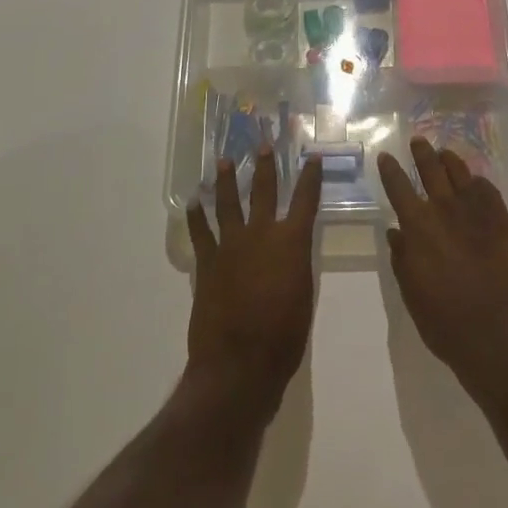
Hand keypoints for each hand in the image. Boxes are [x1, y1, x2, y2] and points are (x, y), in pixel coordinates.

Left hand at [186, 149, 322, 422]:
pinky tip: (194, 201)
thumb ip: (297, 266)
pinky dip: (196, 216)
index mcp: (292, 242)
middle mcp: (262, 234)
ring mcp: (230, 245)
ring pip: (228, 203)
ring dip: (226, 180)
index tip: (313, 157)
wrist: (240, 363)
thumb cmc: (284, 337)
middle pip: (264, 191)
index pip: (306, 200)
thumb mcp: (304, 296)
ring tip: (224, 161)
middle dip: (266, 166)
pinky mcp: (207, 262)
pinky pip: (200, 231)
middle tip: (263, 144)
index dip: (311, 177)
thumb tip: (292, 251)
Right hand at [379, 138, 507, 404]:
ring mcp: (477, 213)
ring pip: (461, 174)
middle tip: (418, 141)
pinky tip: (476, 183)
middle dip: (422, 153)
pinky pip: (488, 191)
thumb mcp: (411, 293)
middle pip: (431, 170)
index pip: (398, 187)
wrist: (498, 336)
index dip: (390, 170)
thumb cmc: (445, 322)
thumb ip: (402, 258)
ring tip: (445, 153)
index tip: (385, 156)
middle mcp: (445, 210)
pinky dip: (478, 183)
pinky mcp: (503, 222)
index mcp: (417, 227)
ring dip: (450, 161)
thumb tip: (396, 232)